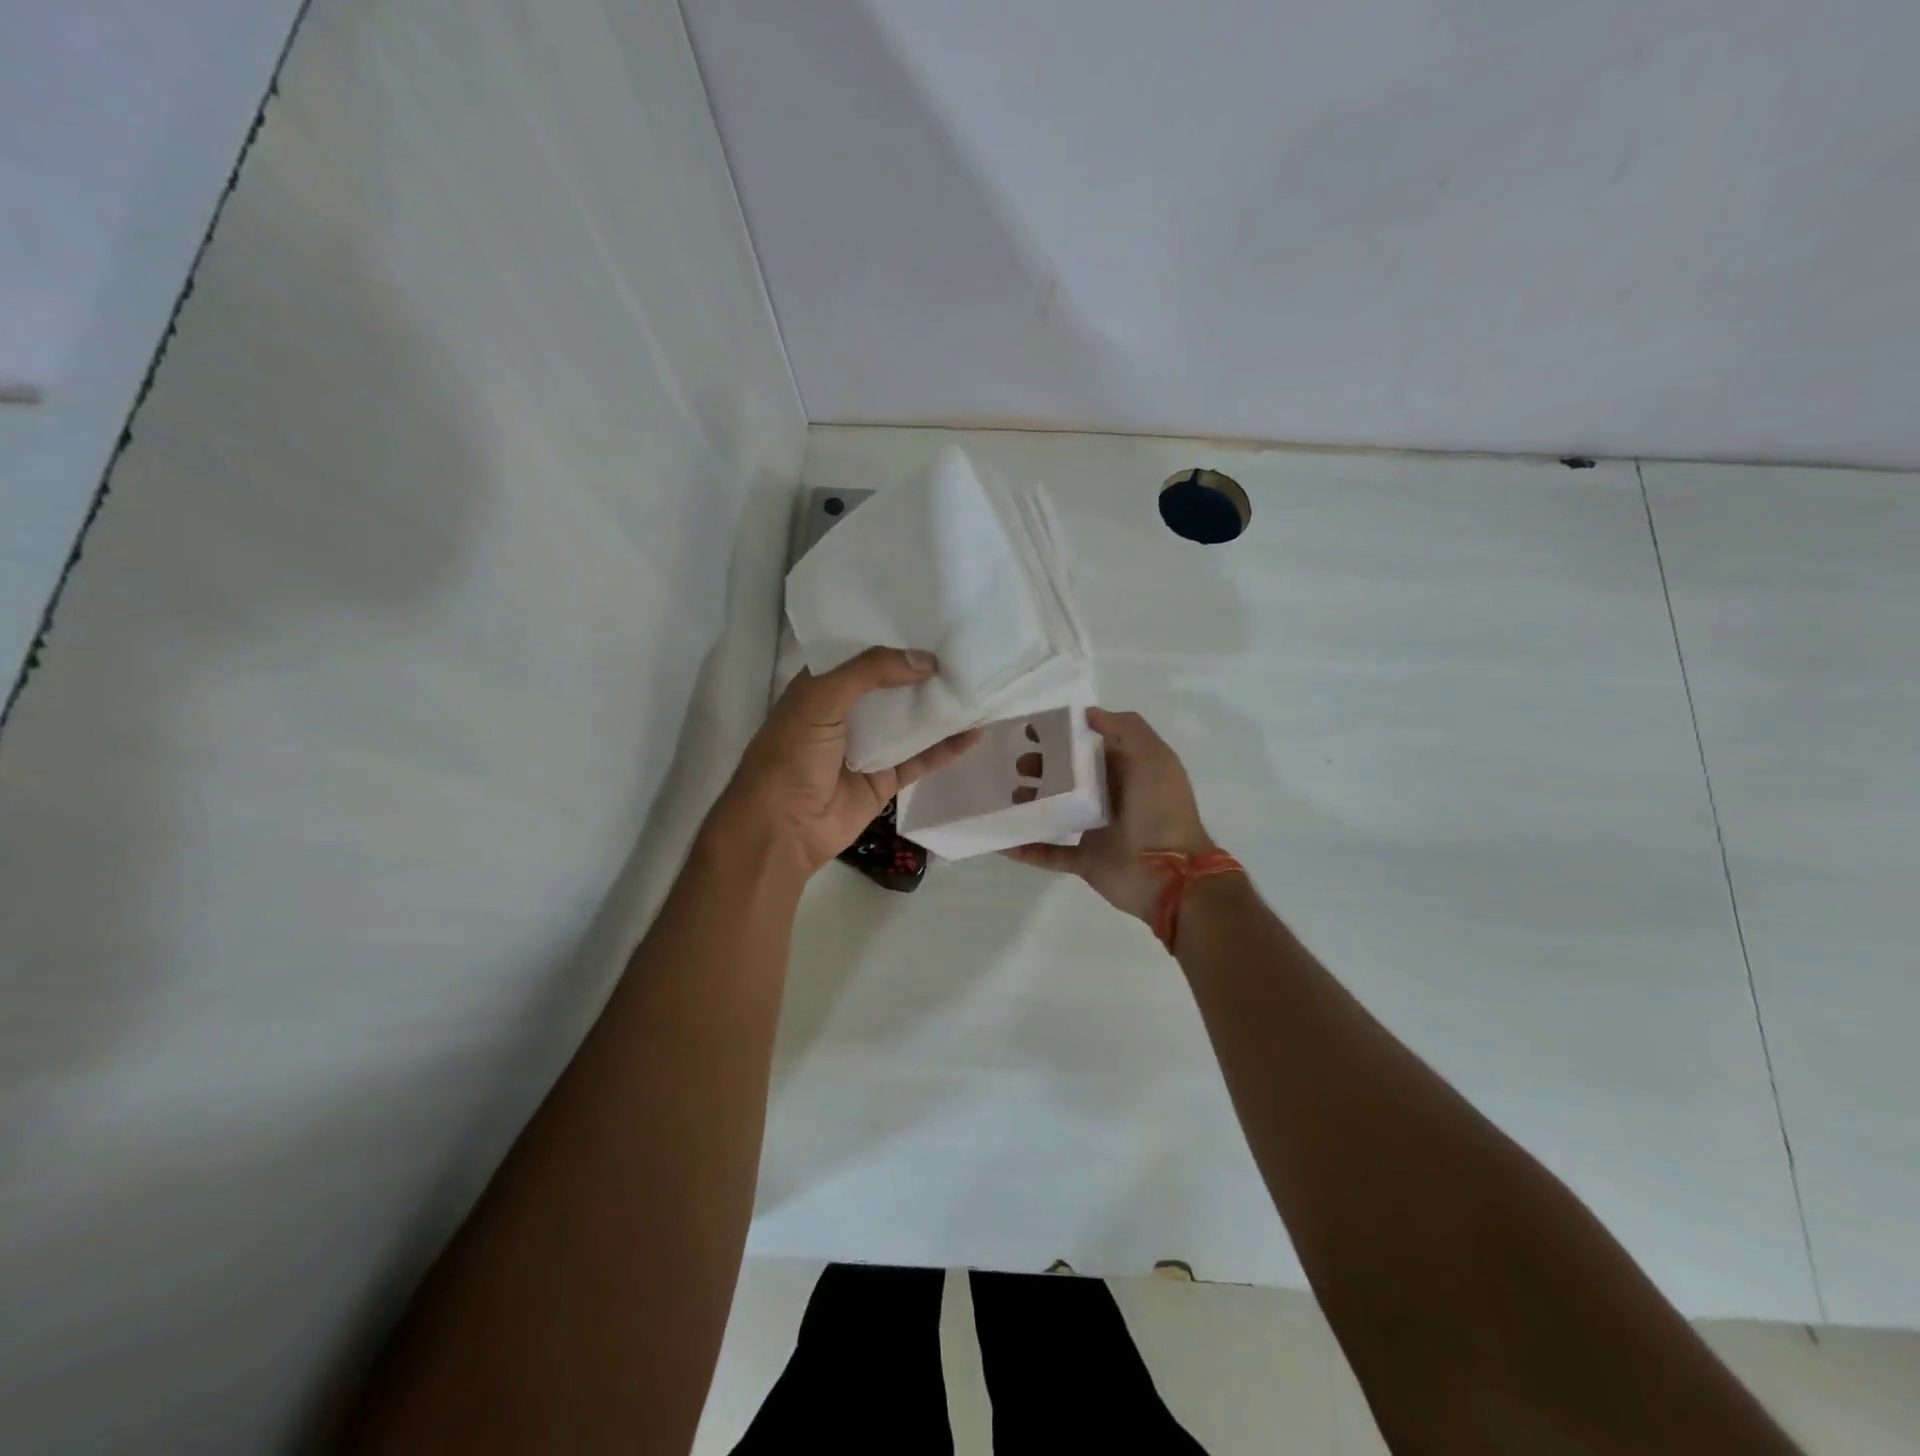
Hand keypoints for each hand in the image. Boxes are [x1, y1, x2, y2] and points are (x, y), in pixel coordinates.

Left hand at [712, 647, 981, 876]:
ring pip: (910, 722)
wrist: (782, 827)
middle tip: (967, 652)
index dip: (893, 641)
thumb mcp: (821, 698)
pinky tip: (975, 733)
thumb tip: (926, 661)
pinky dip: (946, 748)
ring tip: (979, 687)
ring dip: (940, 709)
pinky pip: (921, 758)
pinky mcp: (885, 780)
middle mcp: (846, 713)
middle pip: (892, 687)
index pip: (862, 655)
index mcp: (822, 687)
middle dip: (924, 672)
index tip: (933, 624)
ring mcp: (868, 747)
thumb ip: (870, 672)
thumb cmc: (791, 754)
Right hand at [1005, 708, 1215, 923]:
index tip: (1032, 730)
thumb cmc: (1161, 810)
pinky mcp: (1086, 860)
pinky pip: (1051, 853)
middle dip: (1041, 768)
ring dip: (1031, 803)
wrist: (1171, 875)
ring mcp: (1097, 830)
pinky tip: (1005, 841)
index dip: (1062, 736)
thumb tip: (1089, 714)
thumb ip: (1125, 729)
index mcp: (1127, 771)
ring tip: (1011, 798)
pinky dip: (1028, 848)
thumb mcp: (1152, 757)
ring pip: (1057, 811)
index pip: (1089, 747)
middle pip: (1068, 777)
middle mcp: (1111, 797)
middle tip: (1019, 765)